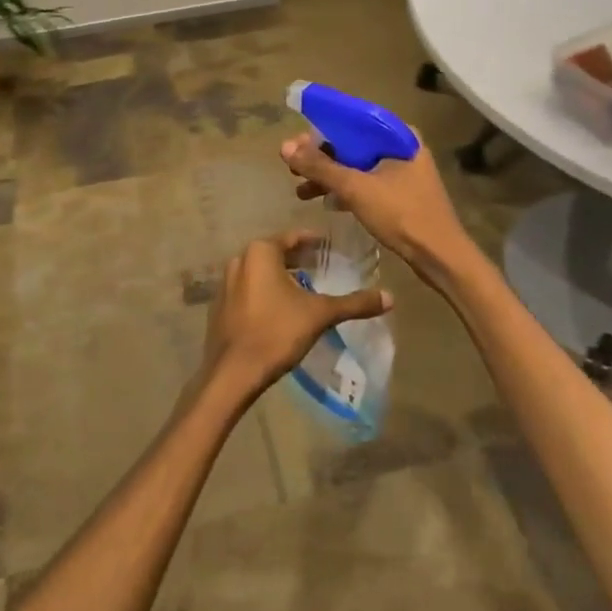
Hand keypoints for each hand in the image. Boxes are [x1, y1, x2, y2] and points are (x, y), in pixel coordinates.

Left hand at [201, 232, 390, 402]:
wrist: (233, 372)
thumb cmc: (277, 332)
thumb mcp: (320, 314)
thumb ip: (355, 303)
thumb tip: (390, 297)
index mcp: (260, 252)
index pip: (293, 237)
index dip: (314, 242)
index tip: (331, 248)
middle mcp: (239, 259)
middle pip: (276, 253)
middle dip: (299, 259)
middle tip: (323, 267)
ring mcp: (225, 282)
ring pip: (260, 272)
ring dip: (281, 276)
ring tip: (306, 288)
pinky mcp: (220, 305)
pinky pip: (248, 289)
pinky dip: (265, 291)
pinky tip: (281, 308)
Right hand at [280, 134, 474, 288]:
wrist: (440, 257)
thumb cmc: (401, 214)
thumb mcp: (355, 188)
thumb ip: (320, 167)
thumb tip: (285, 147)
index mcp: (399, 136)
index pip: (353, 120)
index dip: (321, 129)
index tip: (295, 143)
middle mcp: (403, 148)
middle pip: (354, 144)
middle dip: (322, 156)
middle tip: (292, 167)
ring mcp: (405, 173)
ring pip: (359, 166)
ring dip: (330, 176)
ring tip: (301, 190)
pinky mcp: (402, 195)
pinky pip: (367, 184)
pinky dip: (346, 190)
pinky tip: (326, 203)